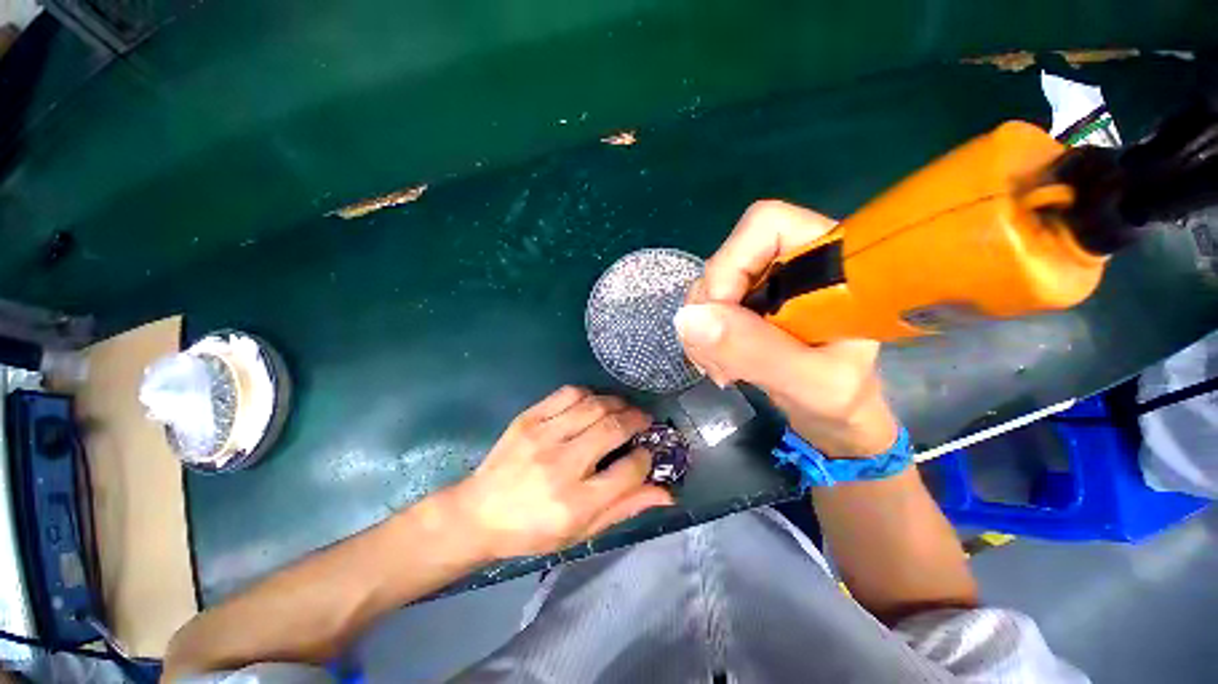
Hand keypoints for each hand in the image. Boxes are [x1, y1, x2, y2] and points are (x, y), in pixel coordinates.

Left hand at [446, 386, 673, 559]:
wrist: (479, 514)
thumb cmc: (533, 530)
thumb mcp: (582, 531)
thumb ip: (624, 508)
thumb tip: (667, 493)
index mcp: (575, 503)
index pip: (629, 470)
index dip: (647, 458)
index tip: (647, 454)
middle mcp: (561, 466)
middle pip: (614, 429)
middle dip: (638, 421)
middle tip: (644, 422)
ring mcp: (542, 437)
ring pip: (595, 405)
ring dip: (618, 404)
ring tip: (624, 410)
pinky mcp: (528, 418)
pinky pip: (568, 393)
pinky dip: (590, 393)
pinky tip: (594, 403)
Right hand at [675, 200, 897, 458]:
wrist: (832, 416)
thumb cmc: (843, 400)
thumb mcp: (812, 383)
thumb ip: (757, 350)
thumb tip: (688, 318)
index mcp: (829, 262)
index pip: (765, 225)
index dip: (731, 264)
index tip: (723, 318)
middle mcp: (790, 262)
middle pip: (724, 260)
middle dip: (711, 312)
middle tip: (720, 361)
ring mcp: (762, 285)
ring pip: (708, 288)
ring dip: (702, 331)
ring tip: (723, 370)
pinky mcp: (745, 305)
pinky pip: (704, 310)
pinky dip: (701, 339)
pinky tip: (718, 364)